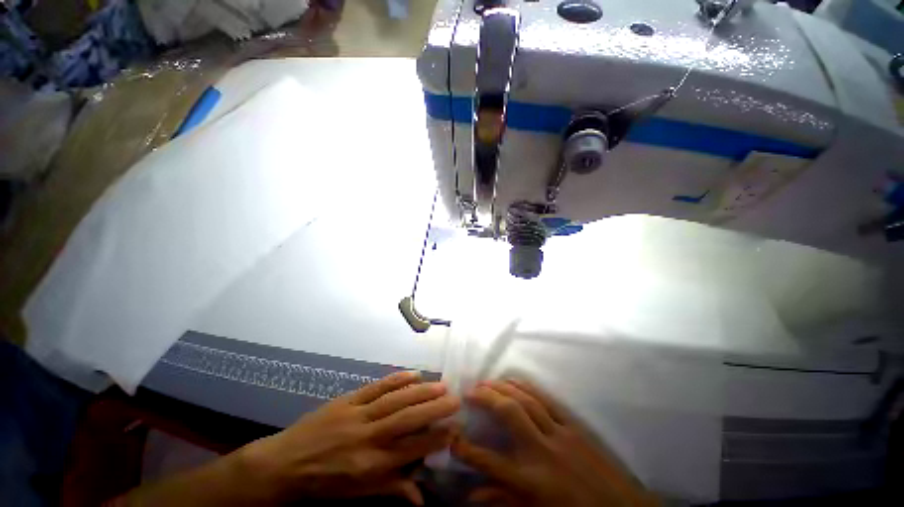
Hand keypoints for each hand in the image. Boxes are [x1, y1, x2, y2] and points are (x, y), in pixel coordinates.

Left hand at [238, 370, 459, 504]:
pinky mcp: (348, 399)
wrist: (283, 464)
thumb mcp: (356, 495)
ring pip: (395, 399)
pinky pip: (376, 387)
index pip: (411, 448)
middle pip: (406, 419)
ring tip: (441, 384)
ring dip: (420, 390)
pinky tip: (413, 373)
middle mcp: (367, 437)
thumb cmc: (323, 484)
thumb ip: (390, 490)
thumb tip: (421, 498)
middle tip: (455, 398)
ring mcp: (357, 414)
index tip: (455, 427)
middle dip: (434, 408)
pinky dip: (396, 379)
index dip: (436, 437)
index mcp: (370, 465)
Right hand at [451, 379, 656, 506]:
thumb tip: (468, 499)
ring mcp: (559, 434)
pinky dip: (526, 387)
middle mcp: (542, 452)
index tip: (451, 435)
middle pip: (508, 413)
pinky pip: (545, 399)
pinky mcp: (572, 426)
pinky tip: (514, 381)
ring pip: (526, 400)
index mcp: (531, 482)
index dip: (465, 447)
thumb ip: (501, 502)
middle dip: (486, 397)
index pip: (488, 461)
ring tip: (487, 381)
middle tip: (470, 391)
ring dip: (503, 386)